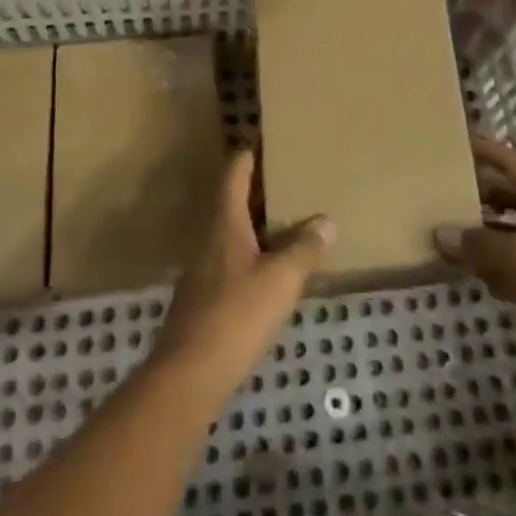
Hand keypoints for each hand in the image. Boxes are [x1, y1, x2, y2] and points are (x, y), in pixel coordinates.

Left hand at [152, 147, 333, 399]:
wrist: (188, 374)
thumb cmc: (235, 315)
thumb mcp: (280, 281)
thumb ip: (304, 249)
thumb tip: (327, 220)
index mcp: (225, 222)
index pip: (235, 173)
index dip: (249, 154)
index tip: (266, 141)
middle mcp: (210, 236)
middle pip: (232, 200)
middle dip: (259, 190)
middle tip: (290, 180)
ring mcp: (204, 267)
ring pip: (233, 232)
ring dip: (257, 224)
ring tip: (288, 223)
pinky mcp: (205, 296)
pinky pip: (232, 259)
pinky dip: (253, 253)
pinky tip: (271, 269)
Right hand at [433, 138, 515, 356]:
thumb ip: (483, 244)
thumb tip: (440, 233)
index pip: (514, 166)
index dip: (486, 151)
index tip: (454, 140)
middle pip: (509, 199)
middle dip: (476, 192)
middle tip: (437, 189)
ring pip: (507, 237)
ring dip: (479, 233)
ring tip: (442, 229)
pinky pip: (511, 272)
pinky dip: (489, 269)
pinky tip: (466, 273)